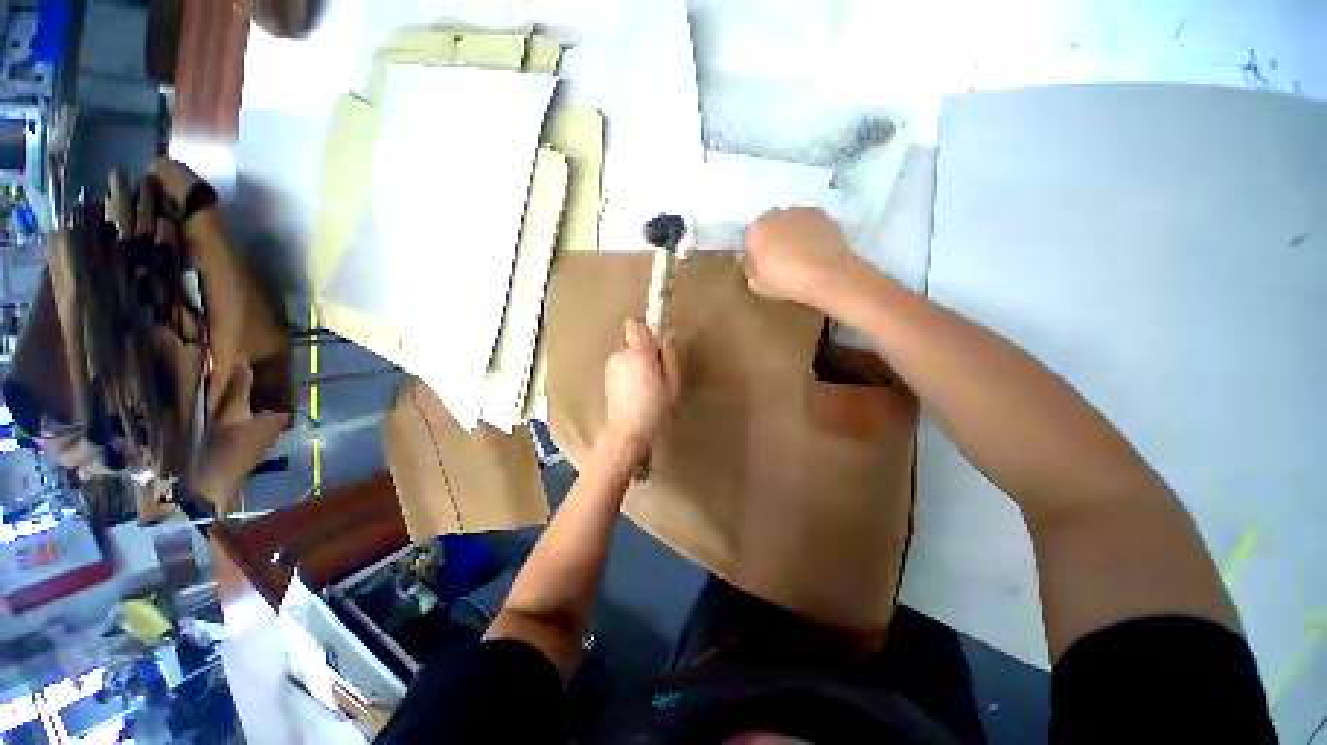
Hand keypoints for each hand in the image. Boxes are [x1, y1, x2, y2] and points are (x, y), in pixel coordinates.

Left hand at [603, 320, 680, 454]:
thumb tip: (669, 333)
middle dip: (646, 350)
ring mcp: (611, 364)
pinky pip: (622, 364)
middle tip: (657, 371)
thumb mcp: (672, 382)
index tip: (656, 342)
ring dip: (637, 362)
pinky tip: (635, 389)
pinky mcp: (607, 374)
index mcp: (639, 354)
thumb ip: (670, 355)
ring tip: (646, 384)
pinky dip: (629, 371)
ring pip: (628, 353)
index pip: (636, 325)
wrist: (627, 429)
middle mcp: (621, 354)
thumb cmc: (654, 407)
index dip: (646, 330)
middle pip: (634, 340)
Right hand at [743, 206, 857, 309]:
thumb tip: (751, 259)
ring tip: (799, 251)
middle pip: (768, 224)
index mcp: (755, 232)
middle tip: (780, 256)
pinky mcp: (819, 212)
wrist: (826, 275)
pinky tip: (813, 246)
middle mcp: (774, 215)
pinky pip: (806, 220)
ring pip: (788, 220)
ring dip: (790, 231)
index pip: (749, 237)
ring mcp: (798, 211)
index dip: (755, 249)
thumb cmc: (786, 282)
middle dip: (772, 236)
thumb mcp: (756, 284)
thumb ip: (749, 267)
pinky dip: (807, 230)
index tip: (761, 262)